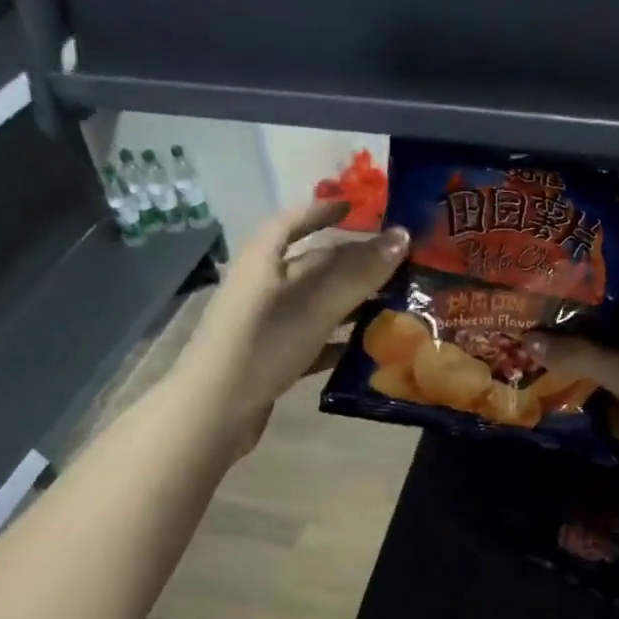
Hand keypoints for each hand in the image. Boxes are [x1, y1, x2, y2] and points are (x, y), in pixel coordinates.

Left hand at [174, 200, 409, 457]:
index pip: (292, 222)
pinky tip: (366, 350)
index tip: (356, 207)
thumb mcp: (313, 306)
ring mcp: (264, 325)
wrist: (215, 411)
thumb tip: (402, 235)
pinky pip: (311, 340)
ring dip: (350, 304)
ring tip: (392, 305)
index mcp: (262, 261)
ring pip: (315, 304)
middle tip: (395, 264)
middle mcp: (261, 287)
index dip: (322, 211)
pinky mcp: (271, 358)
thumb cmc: (262, 345)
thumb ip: (358, 273)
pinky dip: (337, 341)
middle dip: (351, 263)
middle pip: (310, 265)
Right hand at [527, 308, 618, 516]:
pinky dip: (574, 402)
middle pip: (605, 336)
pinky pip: (599, 406)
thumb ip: (580, 354)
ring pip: (600, 372)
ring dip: (567, 369)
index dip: (580, 295)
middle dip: (566, 334)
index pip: (617, 297)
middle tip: (516, 322)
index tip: (538, 289)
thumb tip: (526, 337)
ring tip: (515, 353)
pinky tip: (535, 392)